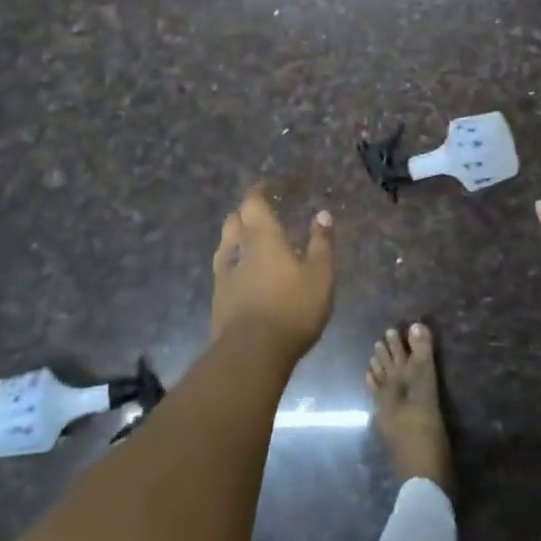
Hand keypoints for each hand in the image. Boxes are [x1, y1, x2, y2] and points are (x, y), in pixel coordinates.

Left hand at [211, 183, 335, 358]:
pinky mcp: (218, 300)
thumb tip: (322, 214)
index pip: (253, 203)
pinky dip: (234, 263)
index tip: (265, 186)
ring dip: (236, 238)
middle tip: (260, 214)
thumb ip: (321, 243)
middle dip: (245, 213)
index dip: (258, 192)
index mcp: (262, 237)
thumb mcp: (320, 275)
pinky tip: (245, 274)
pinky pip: (224, 270)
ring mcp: (223, 275)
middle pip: (234, 221)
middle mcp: (237, 249)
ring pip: (225, 245)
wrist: (251, 353)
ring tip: (250, 242)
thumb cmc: (292, 308)